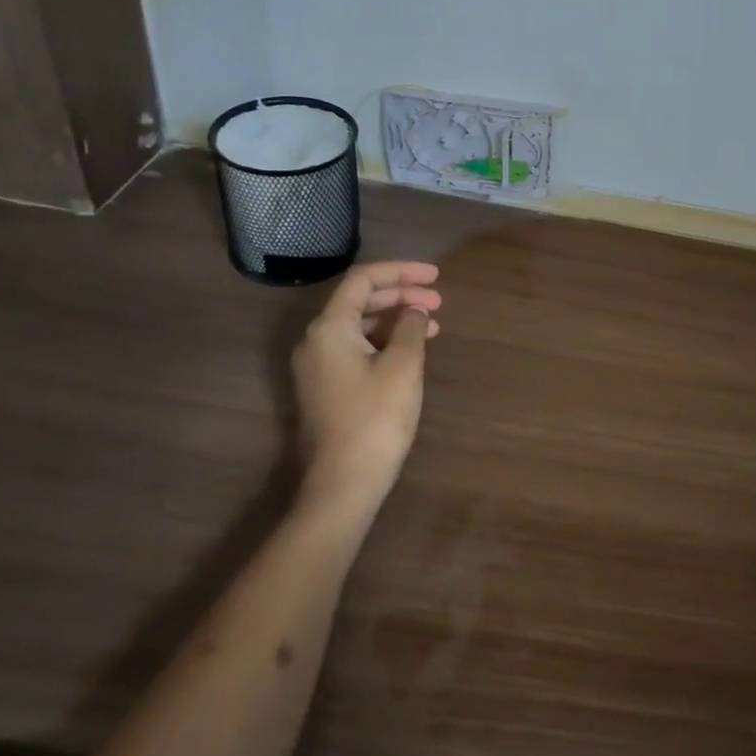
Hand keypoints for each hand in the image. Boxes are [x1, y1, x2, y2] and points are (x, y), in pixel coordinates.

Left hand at [291, 261, 441, 504]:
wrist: (343, 484)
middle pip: (360, 300)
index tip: (436, 276)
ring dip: (396, 319)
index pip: (363, 280)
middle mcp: (316, 340)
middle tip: (438, 300)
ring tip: (432, 325)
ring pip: (360, 326)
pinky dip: (385, 341)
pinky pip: (356, 348)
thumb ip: (410, 327)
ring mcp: (318, 366)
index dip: (401, 271)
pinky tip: (411, 350)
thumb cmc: (375, 419)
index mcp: (329, 328)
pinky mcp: (326, 387)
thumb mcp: (403, 366)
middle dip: (401, 294)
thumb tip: (412, 310)